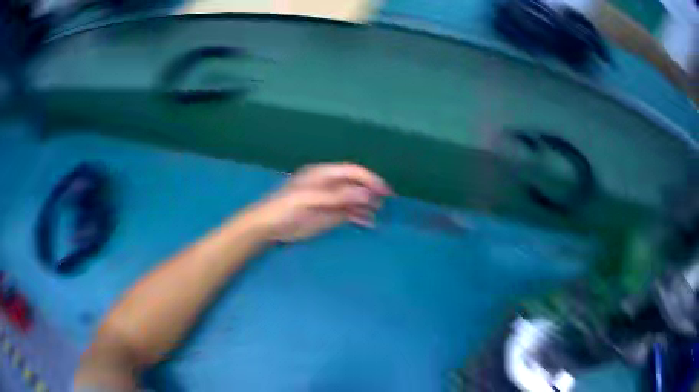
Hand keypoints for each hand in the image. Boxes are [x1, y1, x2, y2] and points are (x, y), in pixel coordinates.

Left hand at [248, 163, 392, 242]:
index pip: (351, 171)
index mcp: (323, 175)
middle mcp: (330, 185)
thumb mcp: (309, 199)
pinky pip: (349, 213)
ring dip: (367, 205)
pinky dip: (360, 217)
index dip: (369, 178)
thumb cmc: (286, 208)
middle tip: (386, 201)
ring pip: (354, 199)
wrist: (268, 226)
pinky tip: (369, 223)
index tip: (384, 189)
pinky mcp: (329, 215)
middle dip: (371, 191)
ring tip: (379, 213)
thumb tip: (365, 193)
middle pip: (355, 184)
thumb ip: (336, 196)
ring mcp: (330, 201)